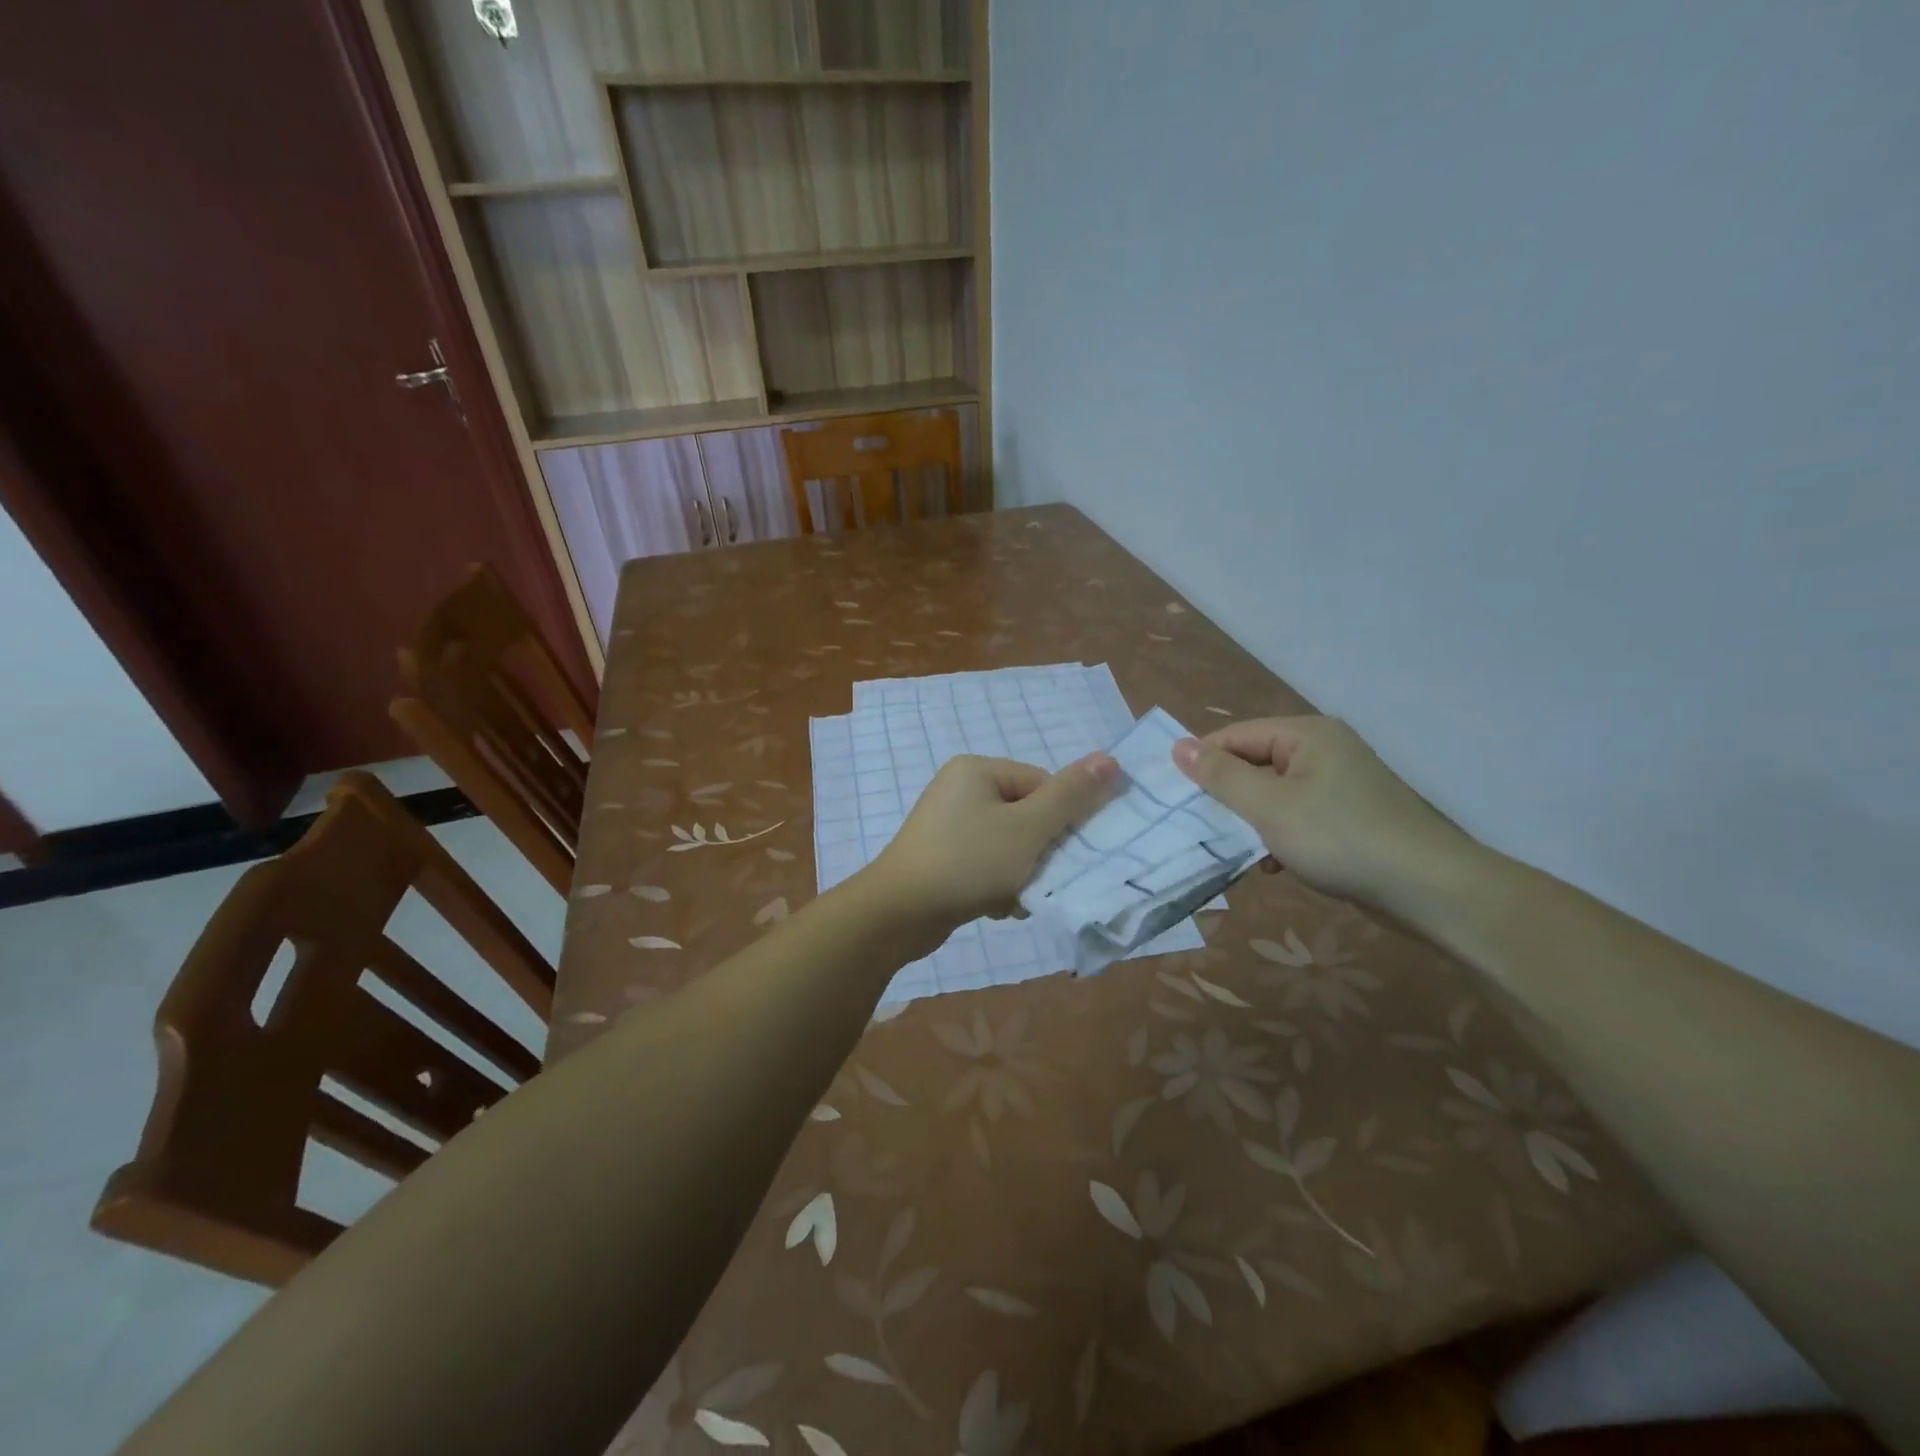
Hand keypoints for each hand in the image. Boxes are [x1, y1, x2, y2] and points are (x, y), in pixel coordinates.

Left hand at [866, 752, 1120, 929]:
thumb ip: (1071, 795)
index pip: (1042, 785)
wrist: (898, 913)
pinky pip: (985, 863)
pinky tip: (995, 907)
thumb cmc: (968, 862)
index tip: (1059, 855)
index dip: (1059, 822)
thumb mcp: (1028, 828)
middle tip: (1037, 881)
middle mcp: (960, 789)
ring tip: (1013, 898)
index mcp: (978, 770)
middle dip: (1038, 854)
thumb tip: (1110, 758)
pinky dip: (997, 884)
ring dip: (1021, 874)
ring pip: (1009, 845)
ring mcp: (947, 824)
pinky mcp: (941, 856)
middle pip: (1026, 816)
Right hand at [1172, 717, 1473, 913]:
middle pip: (1255, 763)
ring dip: (1251, 821)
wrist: (1427, 889)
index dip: (1203, 761)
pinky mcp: (1350, 816)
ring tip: (1232, 848)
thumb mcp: (1269, 807)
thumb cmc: (1339, 838)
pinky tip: (1270, 864)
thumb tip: (1178, 746)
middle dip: (1227, 796)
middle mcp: (1324, 750)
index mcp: (1306, 735)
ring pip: (1275, 794)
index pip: (1236, 735)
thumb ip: (1221, 777)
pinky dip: (1279, 836)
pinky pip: (1298, 816)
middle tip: (1197, 825)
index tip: (1173, 794)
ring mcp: (1341, 784)